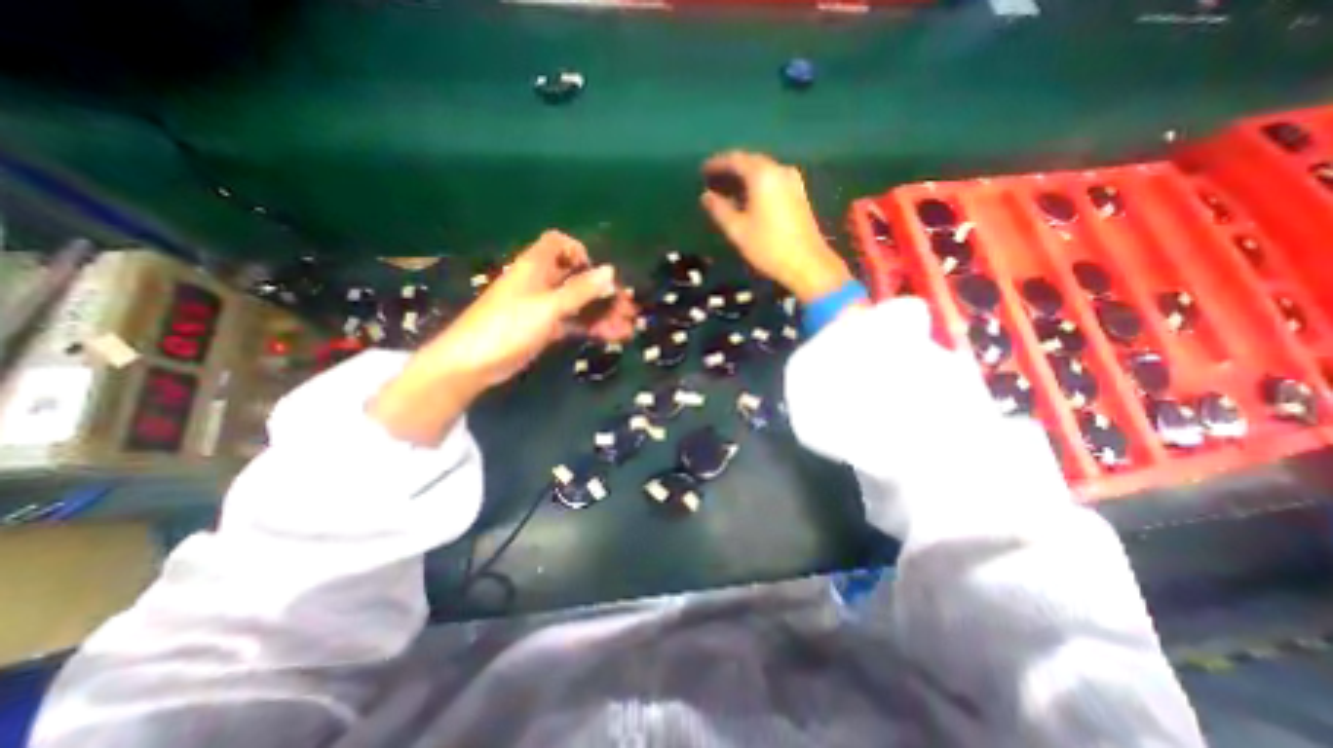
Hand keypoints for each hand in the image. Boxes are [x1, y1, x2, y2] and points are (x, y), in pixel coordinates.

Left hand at [364, 230, 633, 442]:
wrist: (472, 364)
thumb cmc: (508, 327)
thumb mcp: (548, 307)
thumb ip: (580, 290)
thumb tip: (611, 271)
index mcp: (535, 267)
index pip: (558, 243)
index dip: (579, 251)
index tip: (598, 272)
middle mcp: (541, 282)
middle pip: (577, 278)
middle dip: (603, 291)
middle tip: (628, 308)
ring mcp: (543, 307)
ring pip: (579, 303)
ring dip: (603, 313)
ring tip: (628, 328)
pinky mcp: (544, 329)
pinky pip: (574, 322)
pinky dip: (591, 327)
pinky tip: (612, 337)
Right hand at [698, 150, 852, 303]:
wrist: (807, 263)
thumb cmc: (768, 247)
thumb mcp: (737, 230)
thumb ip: (719, 210)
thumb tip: (706, 196)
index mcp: (762, 175)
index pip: (735, 159)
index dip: (717, 163)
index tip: (702, 170)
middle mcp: (779, 170)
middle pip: (751, 162)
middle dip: (730, 169)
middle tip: (712, 179)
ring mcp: (792, 181)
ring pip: (762, 171)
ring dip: (744, 178)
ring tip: (727, 190)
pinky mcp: (799, 194)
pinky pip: (772, 181)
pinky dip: (756, 185)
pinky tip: (747, 199)